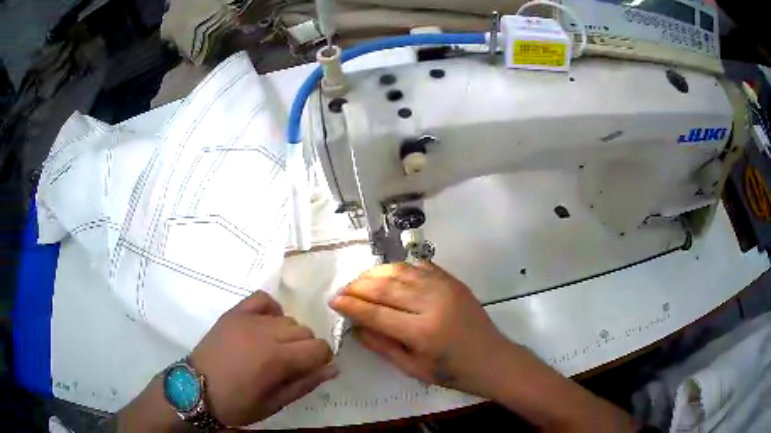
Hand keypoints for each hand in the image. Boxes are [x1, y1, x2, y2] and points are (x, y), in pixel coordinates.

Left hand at [190, 291, 336, 426]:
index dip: (322, 360)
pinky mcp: (234, 313)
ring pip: (287, 318)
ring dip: (289, 334)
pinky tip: (266, 325)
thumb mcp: (274, 404)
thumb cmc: (236, 404)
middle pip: (305, 331)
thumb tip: (333, 368)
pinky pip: (262, 299)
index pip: (319, 348)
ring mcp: (248, 319)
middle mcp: (266, 333)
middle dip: (306, 349)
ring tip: (274, 350)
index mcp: (277, 359)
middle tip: (291, 365)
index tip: (312, 370)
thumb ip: (305, 384)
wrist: (195, 389)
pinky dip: (271, 310)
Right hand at [330, 262, 512, 397]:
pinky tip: (388, 275)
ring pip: (400, 271)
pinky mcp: (453, 281)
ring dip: (375, 274)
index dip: (351, 305)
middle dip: (358, 286)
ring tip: (360, 281)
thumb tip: (355, 326)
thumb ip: (381, 345)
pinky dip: (399, 268)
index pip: (376, 312)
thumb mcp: (412, 368)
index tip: (334, 301)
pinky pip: (420, 266)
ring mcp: (445, 287)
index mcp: (422, 332)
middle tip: (342, 290)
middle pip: (385, 287)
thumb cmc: (451, 372)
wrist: (492, 359)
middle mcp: (432, 303)